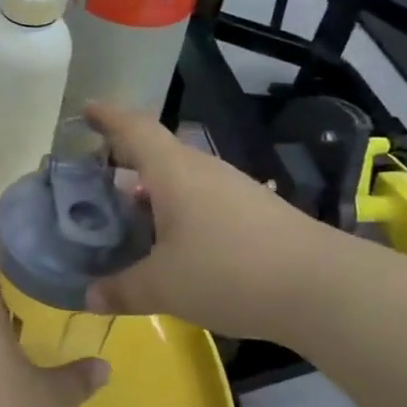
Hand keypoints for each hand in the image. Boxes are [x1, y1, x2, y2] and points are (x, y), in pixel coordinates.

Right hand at [83, 101, 329, 339]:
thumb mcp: (163, 287)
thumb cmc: (228, 272)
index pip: (134, 129)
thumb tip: (89, 297)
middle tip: (98, 178)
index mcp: (172, 172)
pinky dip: (180, 210)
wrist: (321, 287)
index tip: (86, 109)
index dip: (107, 116)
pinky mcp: (255, 211)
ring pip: (182, 177)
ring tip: (131, 215)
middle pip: (157, 152)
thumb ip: (122, 290)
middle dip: (126, 160)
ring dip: (154, 190)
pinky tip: (176, 242)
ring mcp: (234, 188)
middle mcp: (202, 170)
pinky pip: (204, 198)